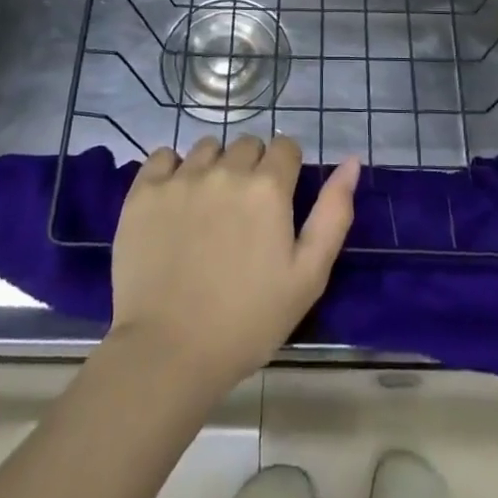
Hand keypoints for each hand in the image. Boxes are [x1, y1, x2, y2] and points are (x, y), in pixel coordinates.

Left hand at [108, 135, 359, 395]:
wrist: (167, 353)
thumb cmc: (247, 321)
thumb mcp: (308, 276)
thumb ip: (333, 213)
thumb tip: (352, 161)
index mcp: (268, 187)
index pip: (286, 146)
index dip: (286, 170)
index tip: (278, 202)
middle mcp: (227, 170)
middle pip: (247, 145)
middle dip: (252, 168)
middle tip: (244, 213)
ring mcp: (182, 178)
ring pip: (208, 148)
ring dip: (215, 167)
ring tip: (208, 210)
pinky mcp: (144, 191)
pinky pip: (164, 156)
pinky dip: (173, 170)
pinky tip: (175, 201)